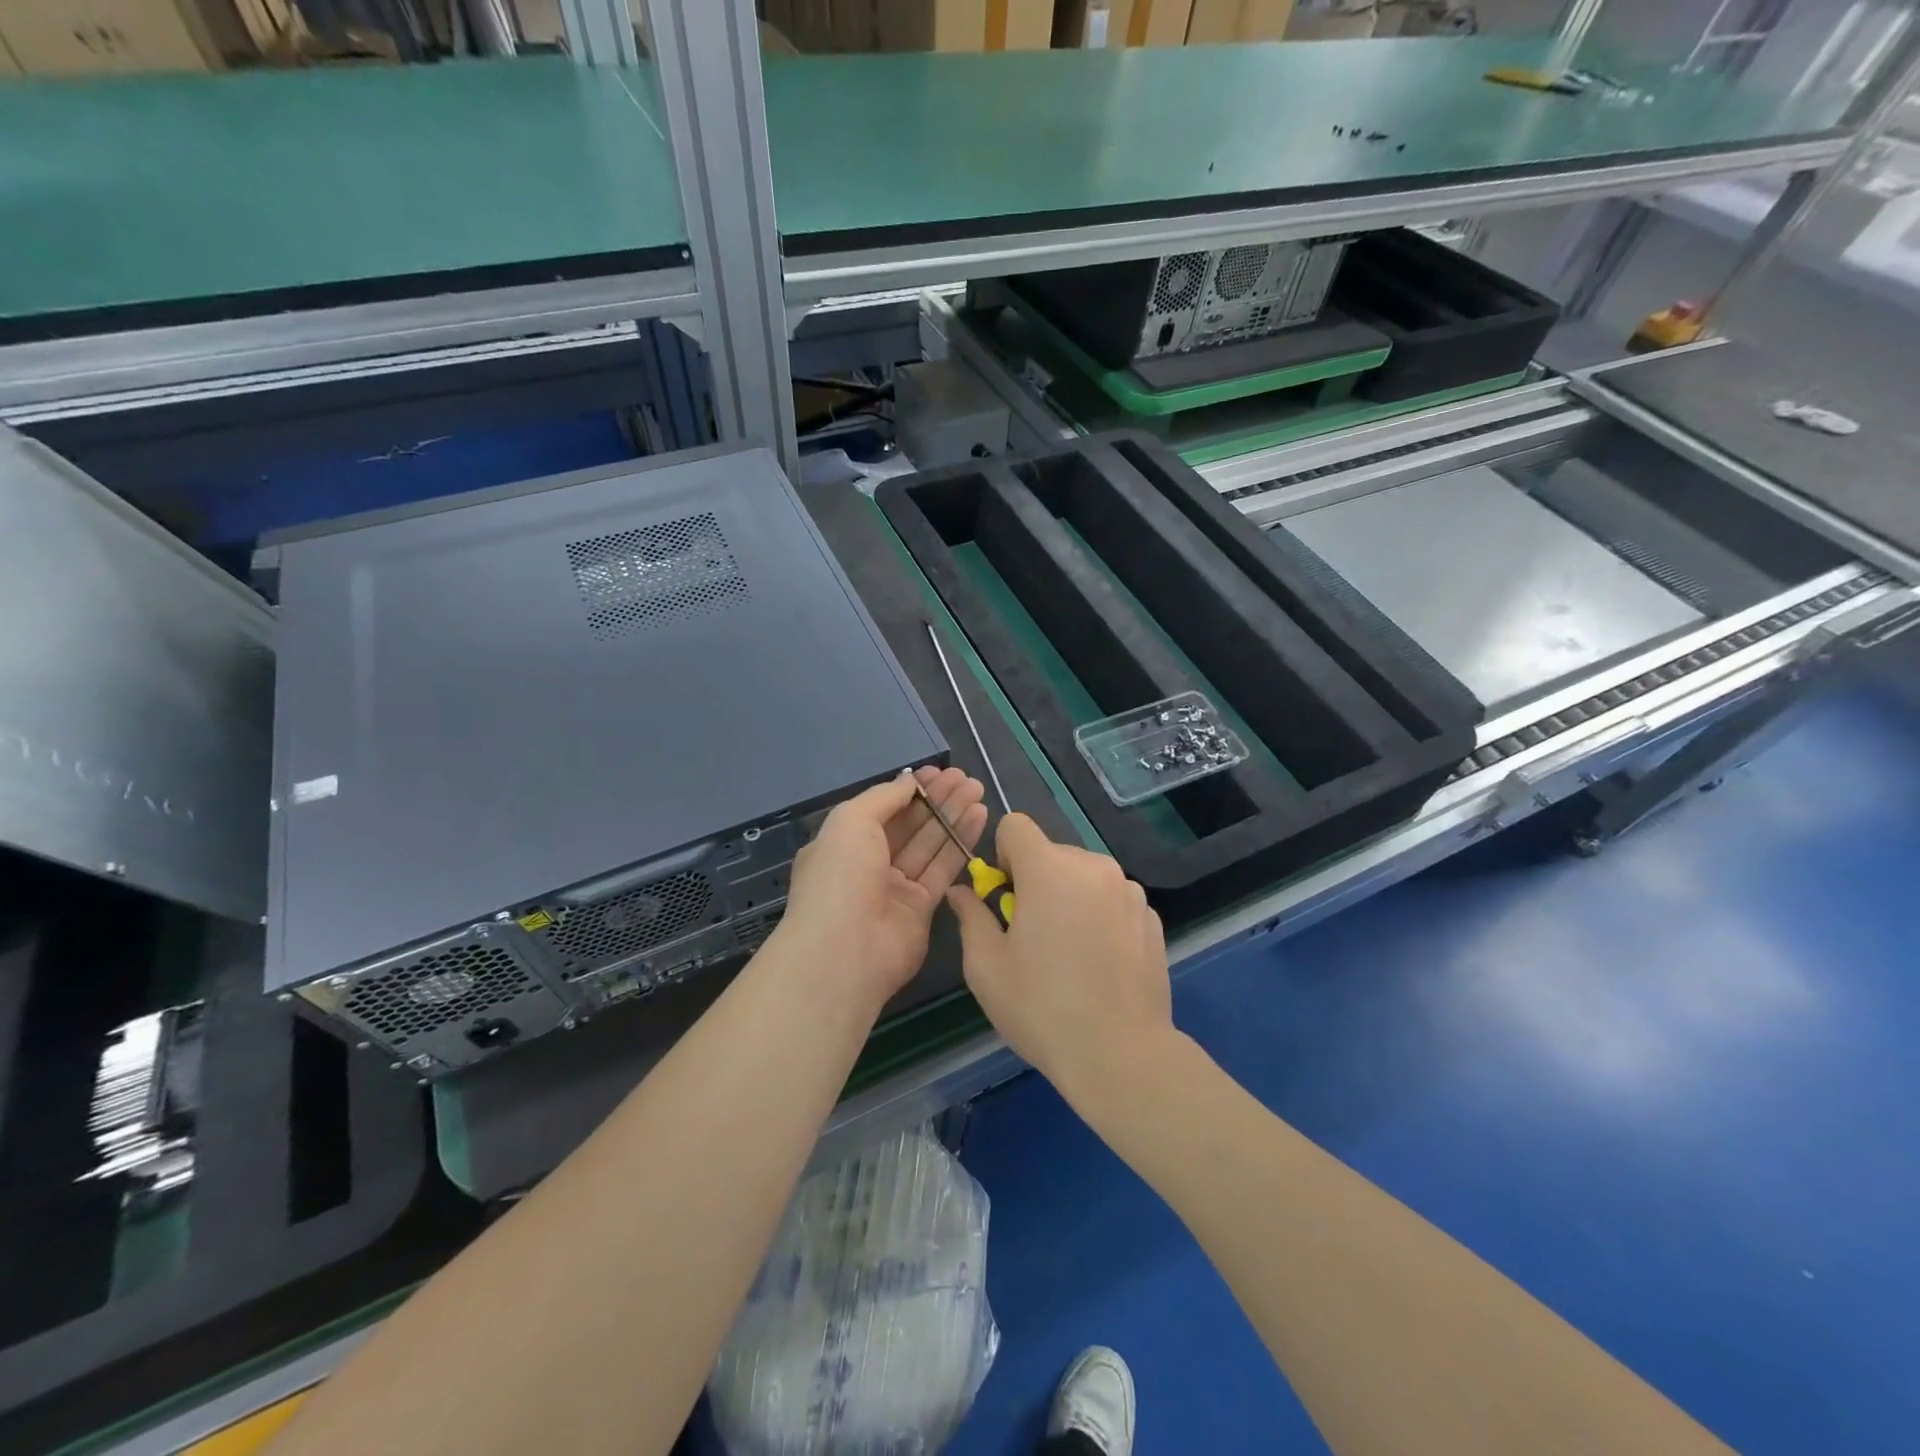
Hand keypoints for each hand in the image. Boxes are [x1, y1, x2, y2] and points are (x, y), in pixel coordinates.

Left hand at [772, 766, 987, 1010]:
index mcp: (843, 844)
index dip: (909, 791)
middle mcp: (868, 864)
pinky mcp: (922, 910)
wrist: (845, 952)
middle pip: (909, 825)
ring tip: (977, 789)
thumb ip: (884, 797)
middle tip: (965, 778)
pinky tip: (979, 816)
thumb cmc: (840, 877)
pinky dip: (961, 842)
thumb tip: (909, 781)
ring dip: (952, 816)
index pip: (882, 810)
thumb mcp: (851, 821)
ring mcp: (895, 888)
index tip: (938, 772)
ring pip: (929, 844)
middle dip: (936, 800)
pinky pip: (943, 869)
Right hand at [948, 813, 1172, 1105]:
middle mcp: (1093, 866)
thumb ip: (971, 916)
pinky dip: (1099, 915)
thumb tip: (962, 892)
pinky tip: (1099, 963)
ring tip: (1069, 952)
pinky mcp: (1151, 916)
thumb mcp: (986, 966)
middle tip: (1031, 933)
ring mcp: (1129, 890)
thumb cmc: (1041, 1008)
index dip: (1001, 855)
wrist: (1121, 1055)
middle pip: (1051, 852)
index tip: (1005, 897)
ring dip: (1069, 897)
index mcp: (1049, 869)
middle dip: (1035, 880)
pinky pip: (1113, 898)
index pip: (1016, 826)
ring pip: (1084, 875)